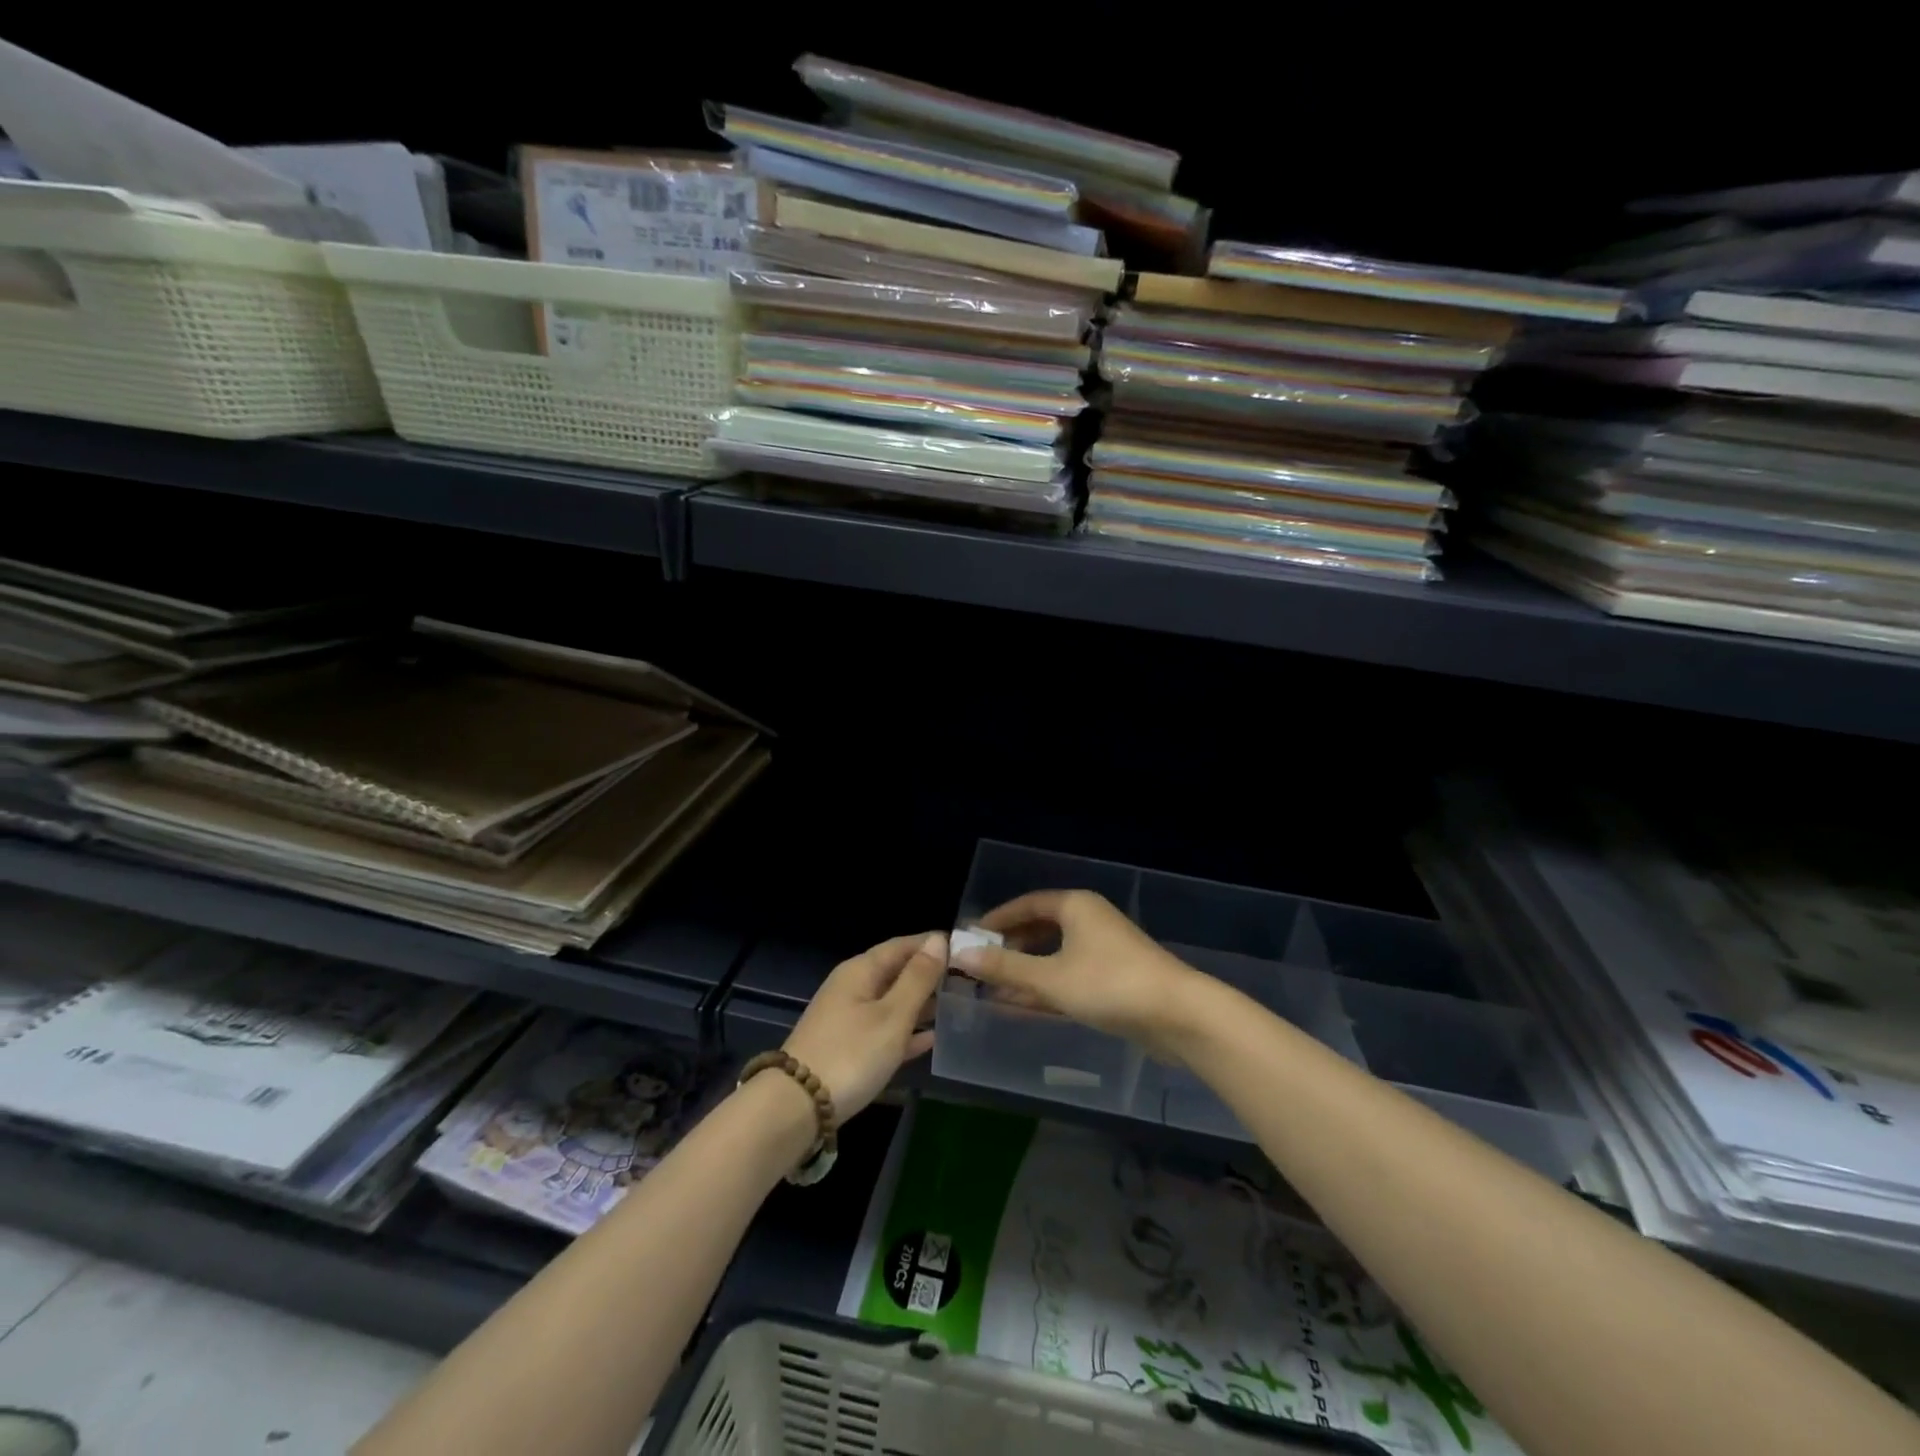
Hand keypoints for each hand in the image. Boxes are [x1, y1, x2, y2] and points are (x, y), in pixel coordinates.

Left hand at [783, 931, 946, 1121]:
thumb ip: (917, 979)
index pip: (901, 945)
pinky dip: (907, 1031)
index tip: (965, 948)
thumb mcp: (892, 1015)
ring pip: (892, 1002)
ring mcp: (848, 1019)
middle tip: (967, 980)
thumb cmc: (851, 1054)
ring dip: (922, 1003)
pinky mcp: (847, 1048)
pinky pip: (884, 1030)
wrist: (796, 1107)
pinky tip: (932, 1039)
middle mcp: (852, 988)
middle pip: (896, 972)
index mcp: (861, 971)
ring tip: (957, 1005)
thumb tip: (938, 940)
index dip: (931, 944)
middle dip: (929, 974)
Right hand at [953, 891, 1205, 1062]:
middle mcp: (1090, 921)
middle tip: (980, 967)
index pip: (1027, 905)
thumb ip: (1005, 967)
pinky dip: (1047, 988)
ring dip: (1027, 972)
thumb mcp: (1051, 977)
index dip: (997, 920)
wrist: (1179, 1015)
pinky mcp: (1115, 979)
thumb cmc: (1110, 985)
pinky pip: (1070, 976)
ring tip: (995, 990)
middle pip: (1041, 929)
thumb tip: (960, 954)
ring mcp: (1104, 951)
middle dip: (1010, 948)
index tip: (971, 937)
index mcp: (1075, 907)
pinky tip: (1024, 1006)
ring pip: (1055, 955)